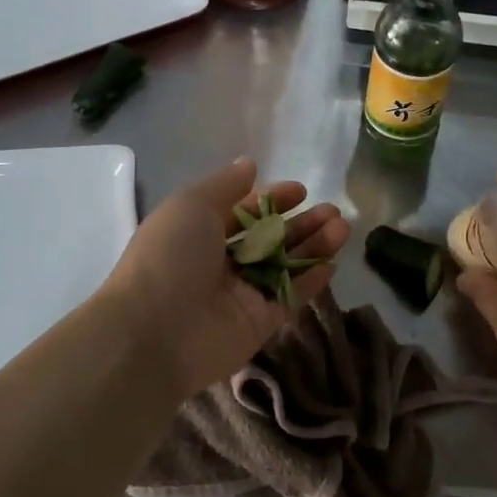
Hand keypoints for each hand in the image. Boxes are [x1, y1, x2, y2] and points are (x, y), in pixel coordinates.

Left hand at [102, 157, 350, 399]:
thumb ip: (225, 184)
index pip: (244, 213)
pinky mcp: (259, 323)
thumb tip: (249, 165)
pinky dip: (310, 281)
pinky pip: (289, 298)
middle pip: (270, 239)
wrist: (154, 332)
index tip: (300, 191)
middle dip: (301, 223)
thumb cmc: (170, 257)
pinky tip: (332, 263)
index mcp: (199, 233)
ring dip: (313, 246)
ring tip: (342, 228)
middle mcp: (221, 263)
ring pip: (285, 266)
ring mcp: (241, 295)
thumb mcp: (191, 204)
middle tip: (332, 212)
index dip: (272, 200)